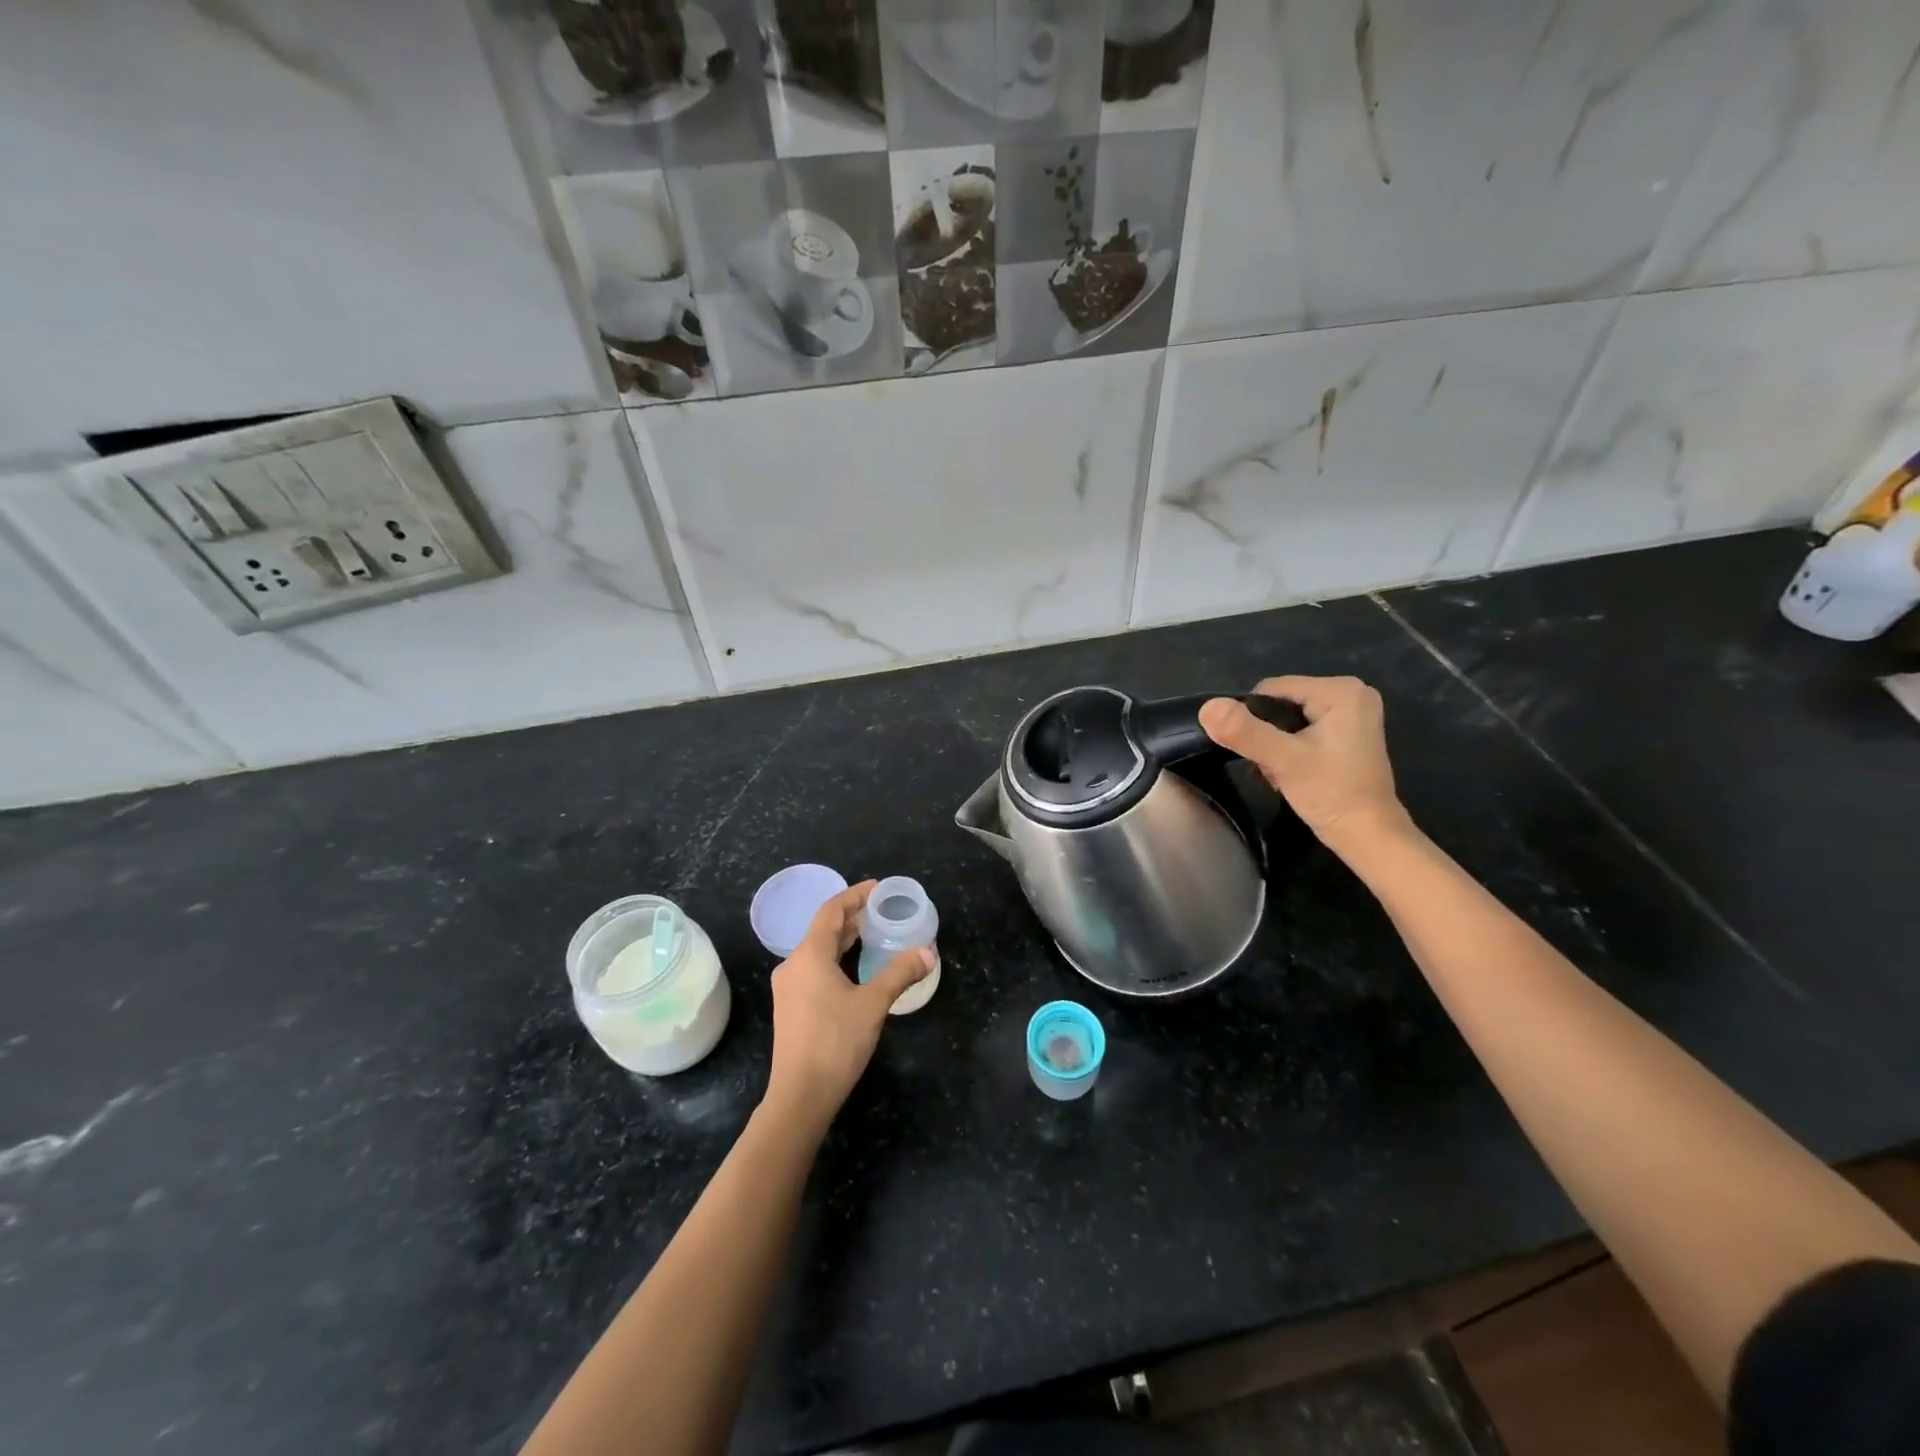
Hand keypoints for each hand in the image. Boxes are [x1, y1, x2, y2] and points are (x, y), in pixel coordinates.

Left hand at [763, 880, 932, 1134]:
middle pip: (823, 929)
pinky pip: (814, 968)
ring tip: (873, 934)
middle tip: (882, 910)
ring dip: (844, 939)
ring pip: (818, 950)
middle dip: (852, 916)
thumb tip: (928, 952)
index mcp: (809, 955)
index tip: (878, 888)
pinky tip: (855, 969)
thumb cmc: (836, 1042)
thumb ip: (900, 974)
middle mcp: (793, 965)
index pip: (831, 911)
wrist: (800, 1096)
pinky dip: (836, 958)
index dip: (855, 895)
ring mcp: (789, 987)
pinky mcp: (791, 1007)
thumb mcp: (873, 1004)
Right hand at [1199, 675, 1410, 851]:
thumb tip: (1207, 706)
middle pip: (1280, 703)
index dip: (1253, 719)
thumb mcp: (1284, 761)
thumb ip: (1246, 732)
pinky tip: (1295, 770)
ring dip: (1276, 744)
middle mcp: (1351, 692)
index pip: (1271, 689)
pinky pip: (1303, 729)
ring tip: (1283, 771)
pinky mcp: (1349, 732)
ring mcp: (1353, 713)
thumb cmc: (1332, 794)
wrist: (1368, 836)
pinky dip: (1291, 748)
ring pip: (1288, 718)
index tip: (1261, 753)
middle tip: (1273, 766)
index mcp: (1341, 690)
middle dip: (1267, 734)